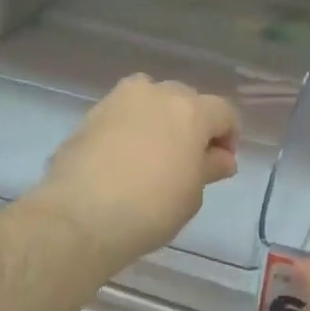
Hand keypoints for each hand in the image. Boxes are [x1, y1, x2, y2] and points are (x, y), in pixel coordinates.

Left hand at [39, 75, 239, 266]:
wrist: (80, 216)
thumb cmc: (150, 209)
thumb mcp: (191, 195)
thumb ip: (208, 168)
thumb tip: (221, 158)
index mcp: (190, 111)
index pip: (223, 112)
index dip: (229, 136)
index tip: (222, 163)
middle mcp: (155, 94)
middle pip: (185, 99)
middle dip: (193, 124)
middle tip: (189, 159)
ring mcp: (118, 100)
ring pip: (150, 99)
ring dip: (159, 118)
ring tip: (155, 152)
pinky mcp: (90, 115)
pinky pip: (122, 114)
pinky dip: (130, 128)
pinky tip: (125, 158)